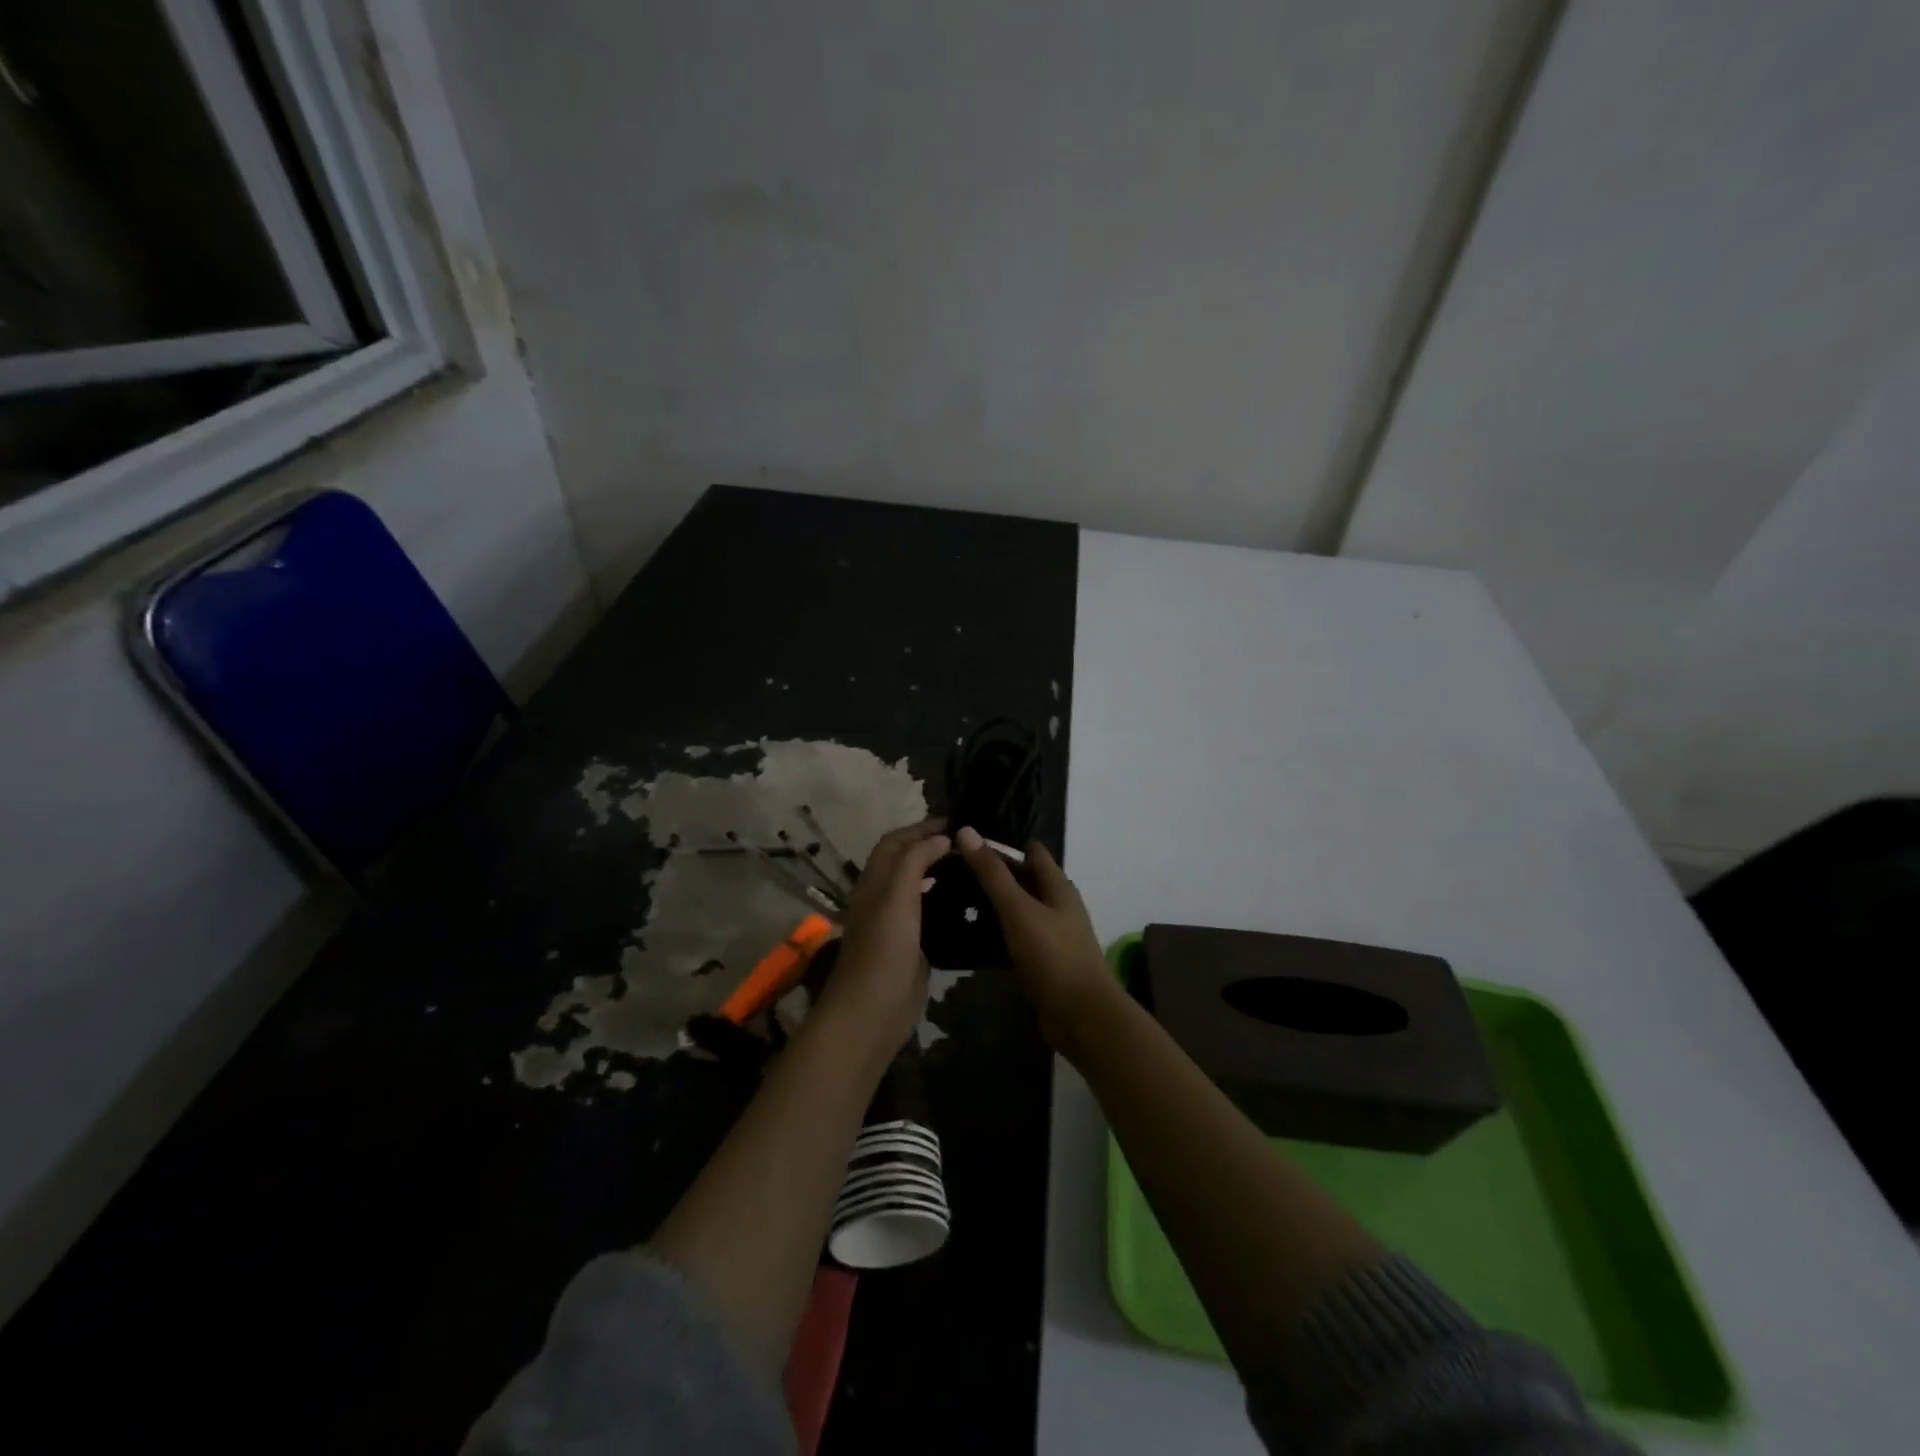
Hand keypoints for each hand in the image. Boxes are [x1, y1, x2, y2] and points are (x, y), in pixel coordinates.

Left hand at [817, 818, 950, 1051]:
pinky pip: (930, 914)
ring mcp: (898, 923)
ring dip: (939, 871)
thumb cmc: (883, 949)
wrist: (873, 1011)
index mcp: (874, 882)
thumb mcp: (896, 897)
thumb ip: (915, 862)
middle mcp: (883, 897)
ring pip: (918, 886)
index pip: (894, 842)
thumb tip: (940, 838)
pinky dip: (945, 900)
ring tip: (971, 864)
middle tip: (968, 842)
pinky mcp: (913, 945)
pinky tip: (968, 901)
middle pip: (905, 861)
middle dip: (931, 845)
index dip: (920, 827)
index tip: (954, 821)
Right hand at [953, 826, 1116, 1049]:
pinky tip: (968, 937)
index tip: (968, 840)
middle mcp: (1057, 905)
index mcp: (1057, 886)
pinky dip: (995, 935)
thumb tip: (967, 830)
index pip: (1031, 851)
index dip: (1002, 843)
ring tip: (953, 899)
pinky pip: (1015, 939)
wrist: (1081, 1016)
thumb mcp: (1018, 909)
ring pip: (1017, 910)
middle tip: (951, 869)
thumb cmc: (1052, 955)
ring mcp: (1051, 934)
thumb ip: (992, 873)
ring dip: (992, 905)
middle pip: (1023, 880)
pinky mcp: (1042, 961)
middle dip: (992, 873)